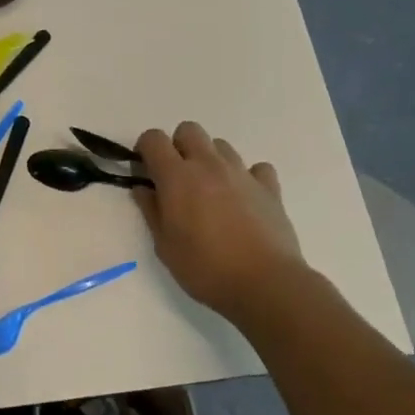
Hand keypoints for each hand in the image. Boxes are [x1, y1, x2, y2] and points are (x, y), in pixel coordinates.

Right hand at [135, 122, 309, 324]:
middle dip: (178, 146)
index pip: (153, 138)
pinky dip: (247, 177)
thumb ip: (151, 211)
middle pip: (189, 130)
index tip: (145, 171)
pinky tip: (244, 198)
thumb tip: (143, 189)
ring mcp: (242, 174)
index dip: (145, 149)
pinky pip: (256, 168)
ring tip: (211, 191)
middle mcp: (209, 165)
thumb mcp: (164, 245)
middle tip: (177, 178)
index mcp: (177, 176)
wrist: (266, 285)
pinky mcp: (270, 188)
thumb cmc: (205, 267)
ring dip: (210, 159)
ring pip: (221, 145)